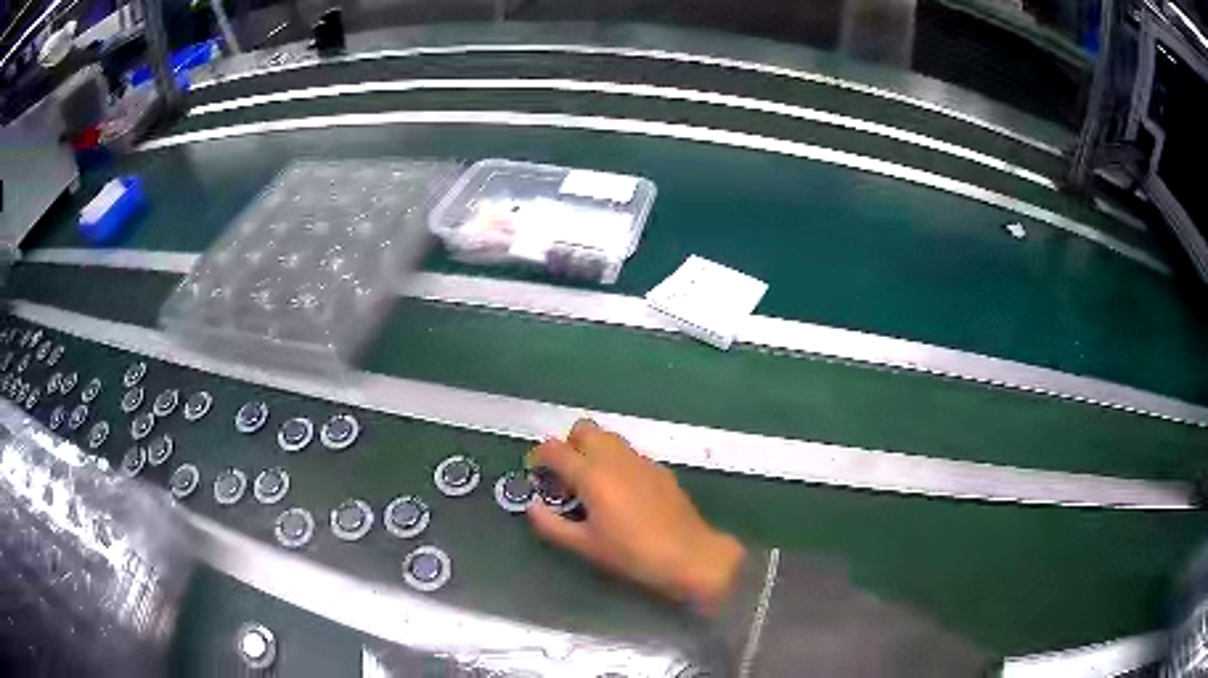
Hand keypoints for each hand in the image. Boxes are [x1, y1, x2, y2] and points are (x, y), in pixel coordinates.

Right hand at [526, 419, 744, 611]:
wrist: (688, 554)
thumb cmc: (631, 553)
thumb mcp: (584, 546)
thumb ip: (551, 524)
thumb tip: (531, 506)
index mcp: (592, 475)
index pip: (554, 449)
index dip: (539, 457)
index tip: (536, 473)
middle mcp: (615, 458)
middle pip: (584, 429)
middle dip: (569, 445)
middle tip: (567, 476)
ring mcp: (641, 460)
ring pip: (609, 436)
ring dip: (593, 449)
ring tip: (593, 483)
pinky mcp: (659, 468)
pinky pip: (629, 453)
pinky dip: (616, 461)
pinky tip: (622, 492)